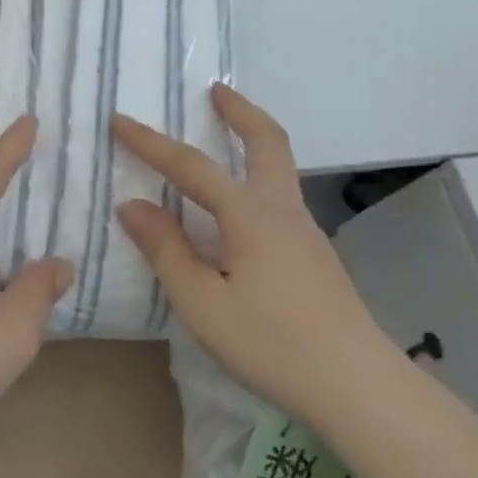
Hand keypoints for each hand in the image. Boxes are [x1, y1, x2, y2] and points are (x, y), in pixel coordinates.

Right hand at [113, 85, 387, 412]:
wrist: (359, 387)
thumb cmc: (272, 344)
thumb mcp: (203, 304)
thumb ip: (166, 250)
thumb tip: (133, 205)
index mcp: (250, 215)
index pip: (191, 166)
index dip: (150, 142)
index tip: (119, 119)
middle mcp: (281, 210)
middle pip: (267, 141)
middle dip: (240, 111)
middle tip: (216, 90)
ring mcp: (305, 230)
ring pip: (280, 166)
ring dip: (253, 138)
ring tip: (226, 134)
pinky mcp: (314, 253)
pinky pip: (280, 195)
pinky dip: (257, 174)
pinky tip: (240, 207)